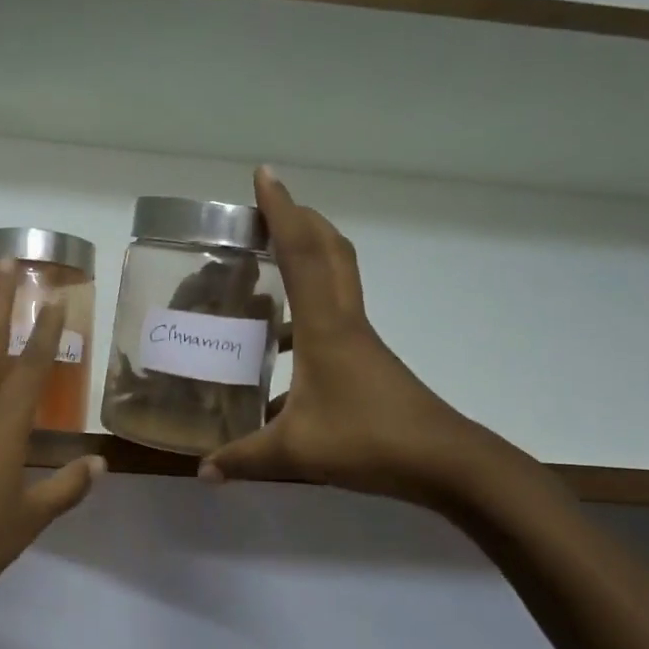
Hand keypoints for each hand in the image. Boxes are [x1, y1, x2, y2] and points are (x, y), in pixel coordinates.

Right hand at [200, 168, 505, 504]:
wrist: (445, 463)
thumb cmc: (369, 442)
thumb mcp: (295, 453)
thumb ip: (243, 458)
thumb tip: (203, 472)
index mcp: (325, 327)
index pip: (302, 253)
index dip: (281, 212)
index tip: (264, 176)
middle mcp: (344, 321)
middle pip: (329, 250)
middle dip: (300, 218)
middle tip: (266, 206)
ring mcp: (359, 340)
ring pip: (336, 278)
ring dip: (308, 255)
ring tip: (268, 261)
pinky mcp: (365, 359)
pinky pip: (332, 314)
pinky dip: (307, 308)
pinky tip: (280, 346)